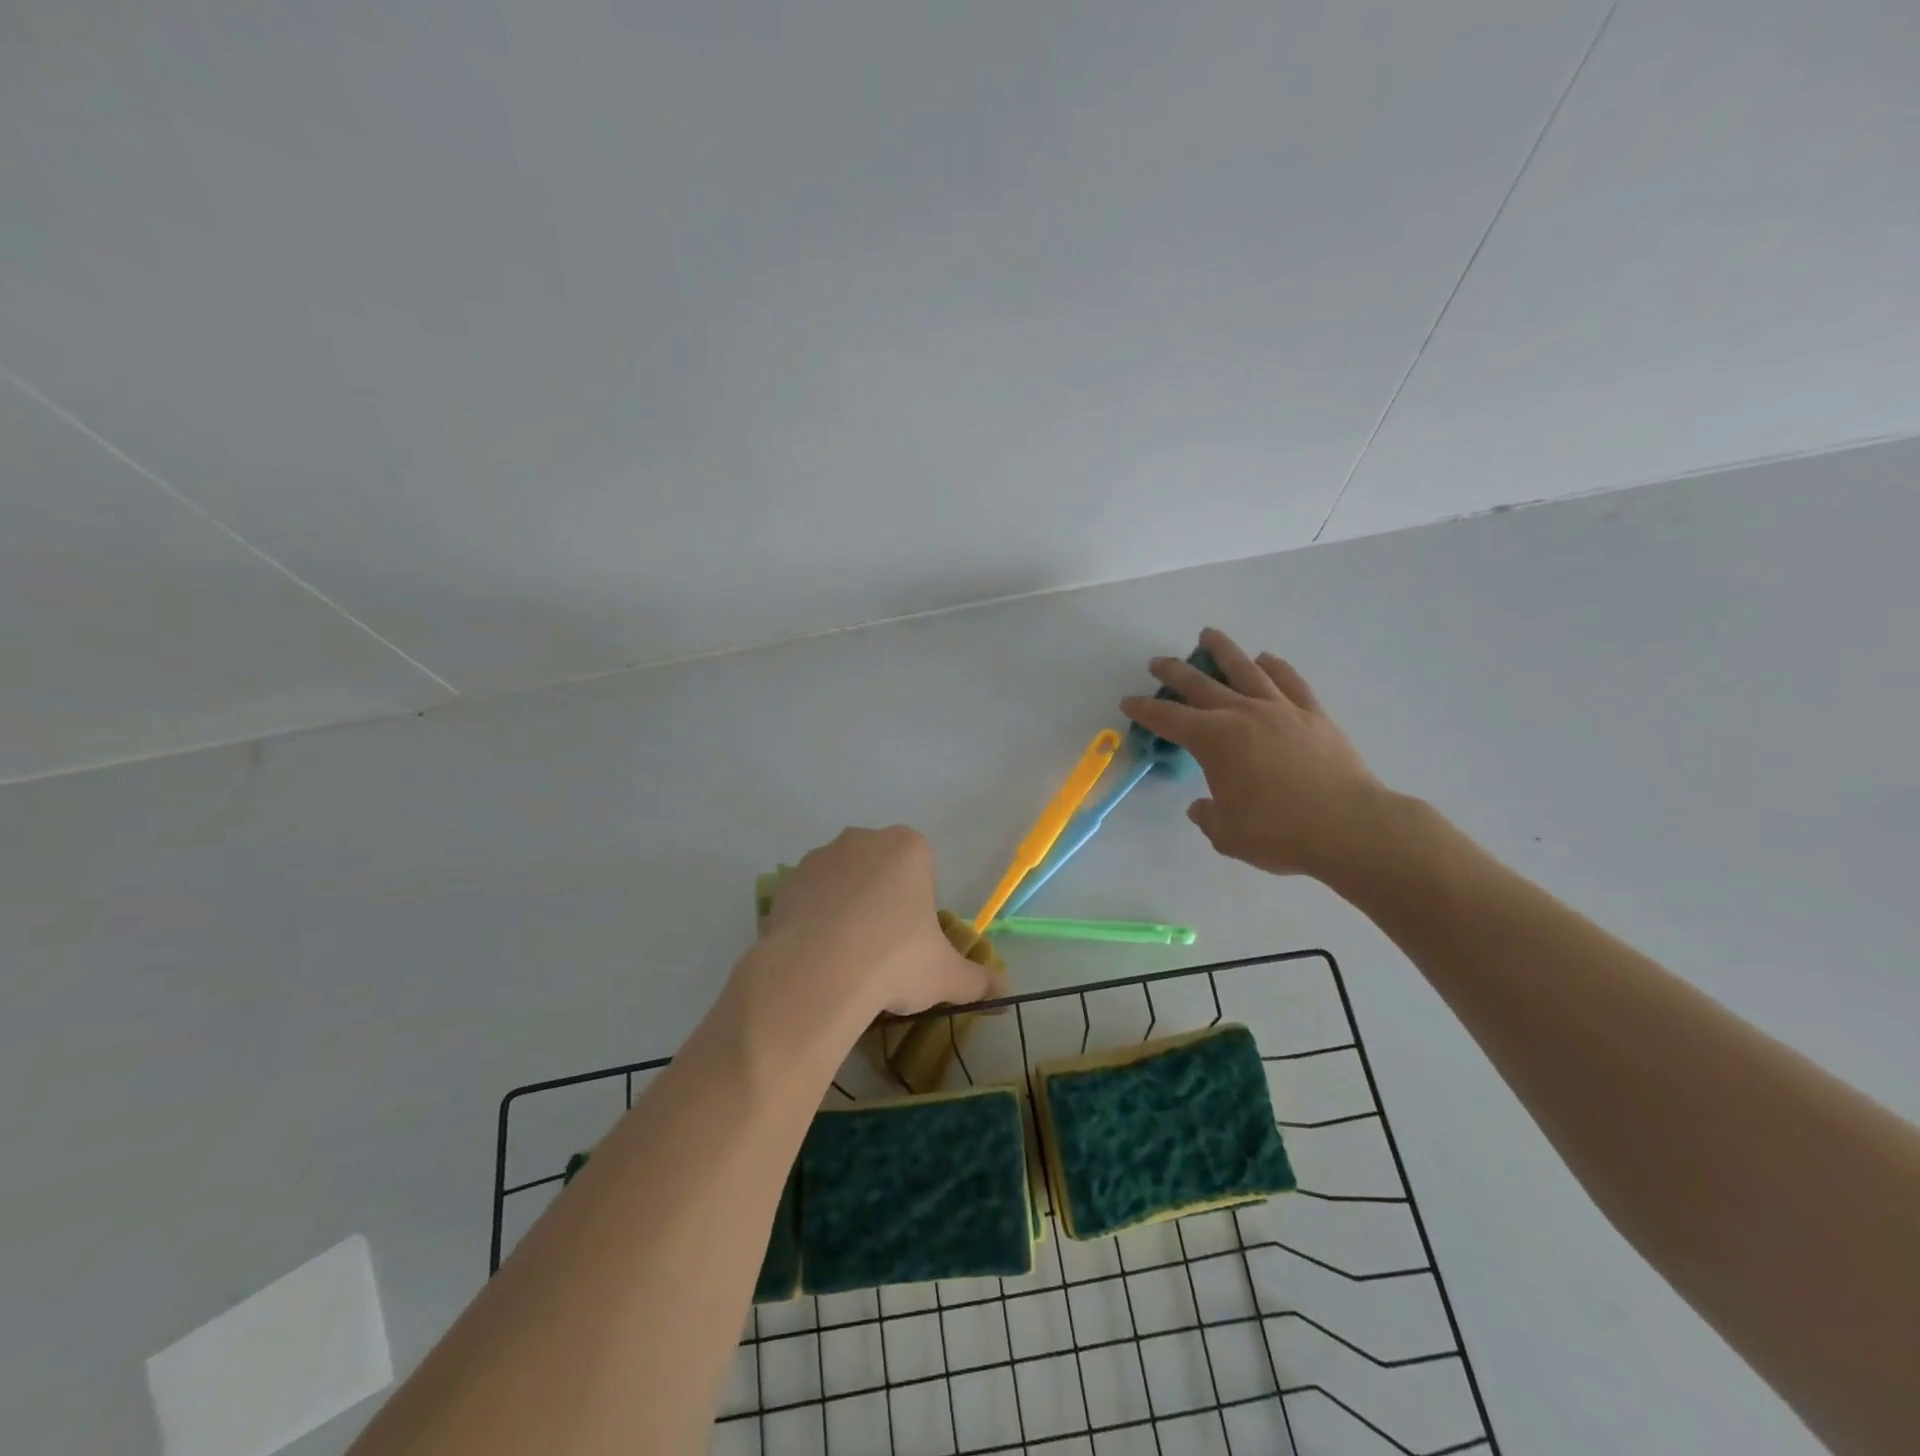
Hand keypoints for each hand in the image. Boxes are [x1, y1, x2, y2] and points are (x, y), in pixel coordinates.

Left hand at [758, 826, 1002, 1016]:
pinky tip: (816, 956)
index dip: (919, 904)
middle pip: (880, 869)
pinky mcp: (786, 881)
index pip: (922, 868)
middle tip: (883, 949)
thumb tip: (1003, 991)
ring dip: (846, 907)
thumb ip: (977, 980)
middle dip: (883, 900)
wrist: (817, 974)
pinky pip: (809, 897)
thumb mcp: (946, 976)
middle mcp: (863, 839)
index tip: (913, 939)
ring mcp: (820, 857)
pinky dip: (814, 919)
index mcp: (908, 847)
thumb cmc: (895, 960)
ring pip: (842, 881)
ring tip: (846, 957)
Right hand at [1120, 628, 1389, 882]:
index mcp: (1214, 741)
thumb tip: (1202, 806)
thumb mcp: (1227, 834)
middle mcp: (1242, 714)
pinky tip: (1266, 659)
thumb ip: (1208, 815)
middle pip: (1200, 684)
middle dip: (1174, 672)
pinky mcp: (1313, 715)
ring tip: (1208, 635)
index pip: (1168, 719)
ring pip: (1245, 669)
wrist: (1349, 827)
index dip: (1145, 710)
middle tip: (1157, 663)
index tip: (1128, 701)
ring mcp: (1281, 710)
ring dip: (1223, 650)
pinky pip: (1290, 681)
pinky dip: (1275, 666)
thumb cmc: (1279, 833)